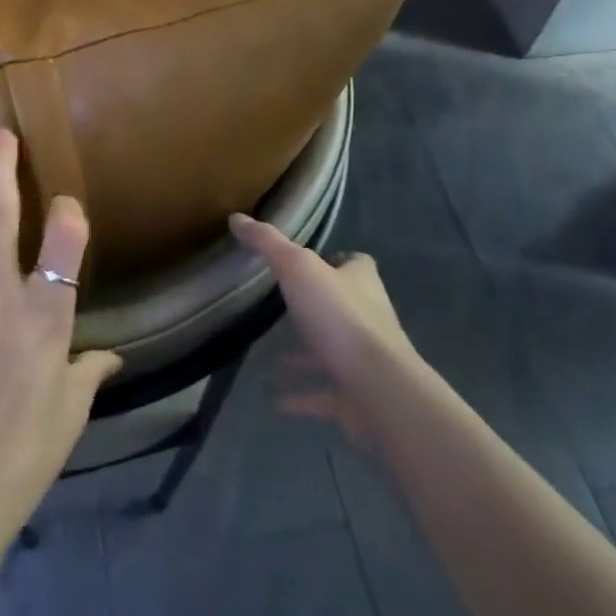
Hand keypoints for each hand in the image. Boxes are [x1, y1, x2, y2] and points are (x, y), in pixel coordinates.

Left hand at [0, 130, 121, 534]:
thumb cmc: (24, 453)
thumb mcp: (71, 411)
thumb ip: (89, 371)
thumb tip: (112, 356)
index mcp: (44, 315)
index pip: (65, 245)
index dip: (69, 216)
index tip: (66, 202)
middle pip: (1, 215)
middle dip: (3, 168)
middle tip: (1, 135)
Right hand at [229, 213, 415, 441]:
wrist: (378, 389)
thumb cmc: (339, 318)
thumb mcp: (297, 268)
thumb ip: (267, 243)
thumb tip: (237, 218)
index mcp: (361, 282)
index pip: (355, 263)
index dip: (336, 260)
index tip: (307, 262)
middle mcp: (369, 317)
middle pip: (344, 305)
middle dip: (315, 306)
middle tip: (279, 305)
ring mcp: (364, 360)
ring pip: (331, 352)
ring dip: (304, 355)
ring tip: (269, 355)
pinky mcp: (357, 395)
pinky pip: (323, 393)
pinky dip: (300, 395)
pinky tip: (272, 398)